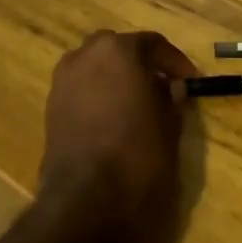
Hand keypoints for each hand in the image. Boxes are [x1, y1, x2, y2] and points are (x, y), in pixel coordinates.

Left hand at [40, 30, 197, 242]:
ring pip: (95, 68)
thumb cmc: (138, 155)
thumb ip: (172, 99)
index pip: (152, 43)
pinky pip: (81, 89)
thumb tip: (172, 87)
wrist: (86, 199)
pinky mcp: (51, 108)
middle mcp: (84, 56)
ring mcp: (63, 81)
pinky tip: (114, 119)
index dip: (175, 62)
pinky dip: (98, 95)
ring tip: (138, 104)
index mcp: (117, 50)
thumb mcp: (170, 126)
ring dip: (116, 78)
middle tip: (162, 86)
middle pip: (118, 49)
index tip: (190, 80)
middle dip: (140, 64)